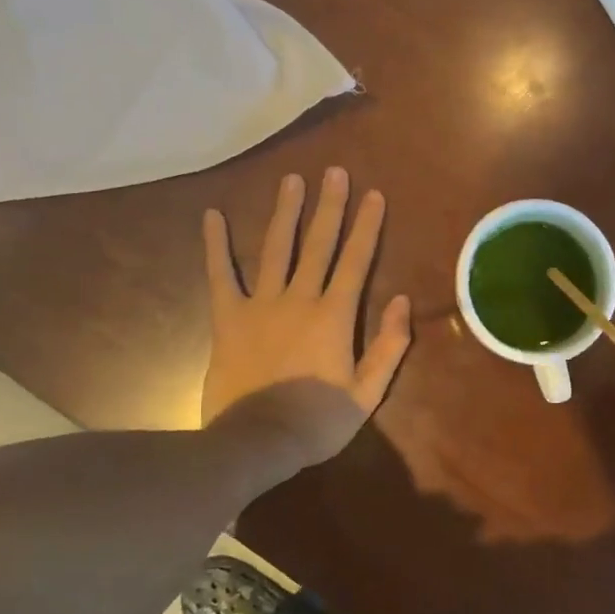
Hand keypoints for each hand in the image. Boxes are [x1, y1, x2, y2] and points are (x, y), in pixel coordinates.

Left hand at [202, 168, 412, 467]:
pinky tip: (212, 215)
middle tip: (334, 172)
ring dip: (285, 213)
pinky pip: (220, 275)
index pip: (356, 261)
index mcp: (335, 316)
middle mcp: (299, 298)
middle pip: (318, 244)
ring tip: (290, 181)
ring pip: (275, 249)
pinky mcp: (228, 318)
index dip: (366, 227)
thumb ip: (389, 346)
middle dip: (329, 206)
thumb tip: (402, 301)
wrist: (257, 441)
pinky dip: (215, 245)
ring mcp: (260, 305)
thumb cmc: (318, 421)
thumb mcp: (368, 392)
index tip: (373, 195)